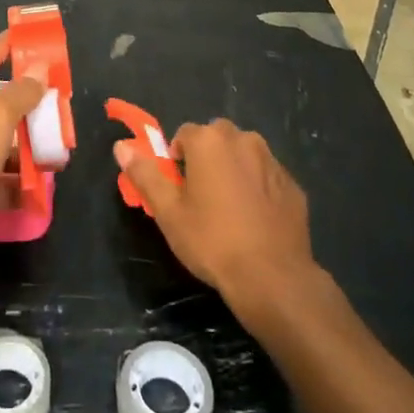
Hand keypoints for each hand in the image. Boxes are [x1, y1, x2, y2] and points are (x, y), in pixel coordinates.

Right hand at [115, 119, 316, 307]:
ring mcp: (272, 161)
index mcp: (209, 140)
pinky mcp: (293, 185)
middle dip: (207, 159)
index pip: (184, 134)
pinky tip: (254, 220)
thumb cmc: (213, 241)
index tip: (178, 189)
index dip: (177, 160)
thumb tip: (121, 146)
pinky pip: (266, 177)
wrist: (273, 278)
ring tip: (228, 210)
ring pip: (244, 155)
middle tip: (200, 197)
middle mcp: (243, 139)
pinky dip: (258, 188)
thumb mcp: (168, 212)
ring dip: (233, 170)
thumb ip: (145, 174)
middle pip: (216, 139)